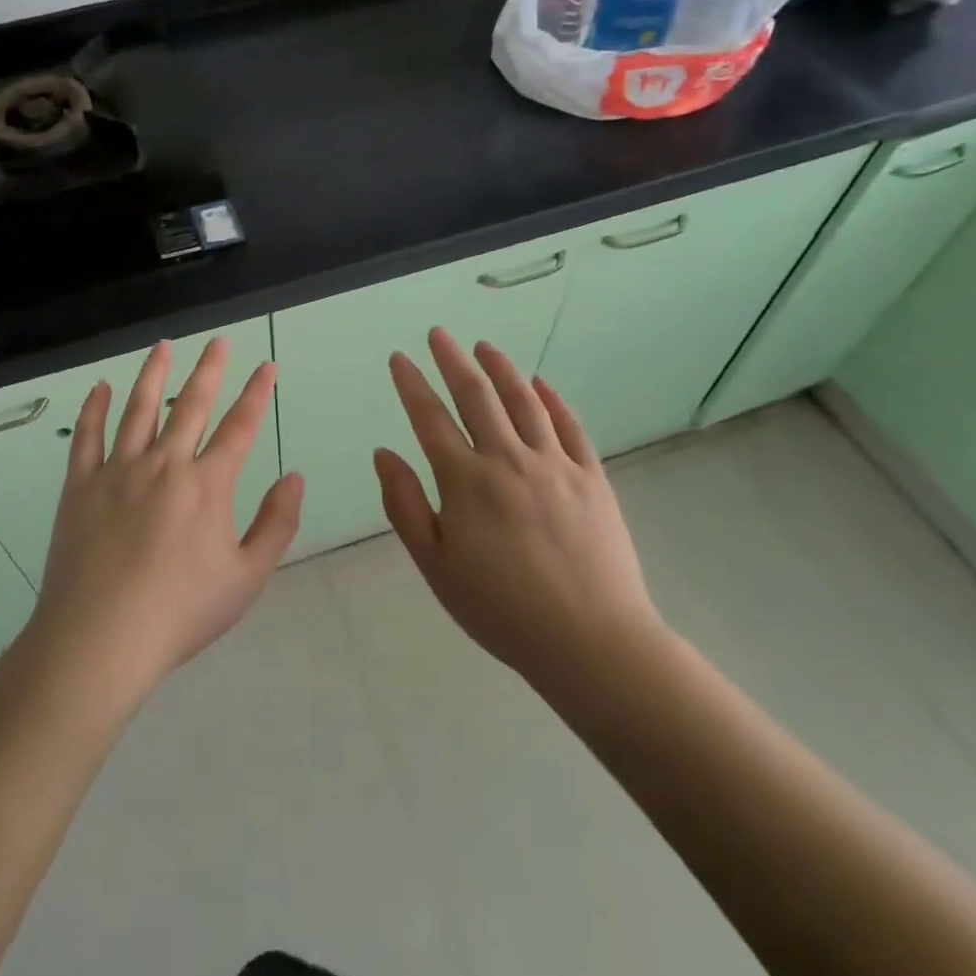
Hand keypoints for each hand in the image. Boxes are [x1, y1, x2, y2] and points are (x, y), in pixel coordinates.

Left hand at [32, 337, 304, 702]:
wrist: (101, 638)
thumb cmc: (180, 613)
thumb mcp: (247, 578)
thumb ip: (276, 524)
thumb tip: (295, 478)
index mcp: (207, 485)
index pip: (240, 427)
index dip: (256, 393)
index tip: (266, 366)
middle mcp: (165, 464)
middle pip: (192, 405)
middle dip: (210, 369)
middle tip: (219, 341)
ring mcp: (118, 470)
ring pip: (139, 408)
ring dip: (154, 374)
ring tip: (163, 346)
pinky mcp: (81, 485)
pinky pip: (87, 436)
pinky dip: (94, 409)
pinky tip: (100, 388)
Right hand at [373, 328, 663, 706]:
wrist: (591, 642)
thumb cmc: (501, 609)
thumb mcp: (435, 565)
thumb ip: (405, 505)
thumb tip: (383, 453)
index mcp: (465, 480)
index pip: (430, 417)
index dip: (411, 383)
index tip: (399, 358)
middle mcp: (508, 459)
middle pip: (476, 395)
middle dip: (453, 359)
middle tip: (439, 333)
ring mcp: (554, 464)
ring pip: (523, 401)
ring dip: (501, 368)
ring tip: (485, 346)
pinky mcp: (591, 477)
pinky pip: (569, 426)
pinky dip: (552, 400)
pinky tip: (541, 384)